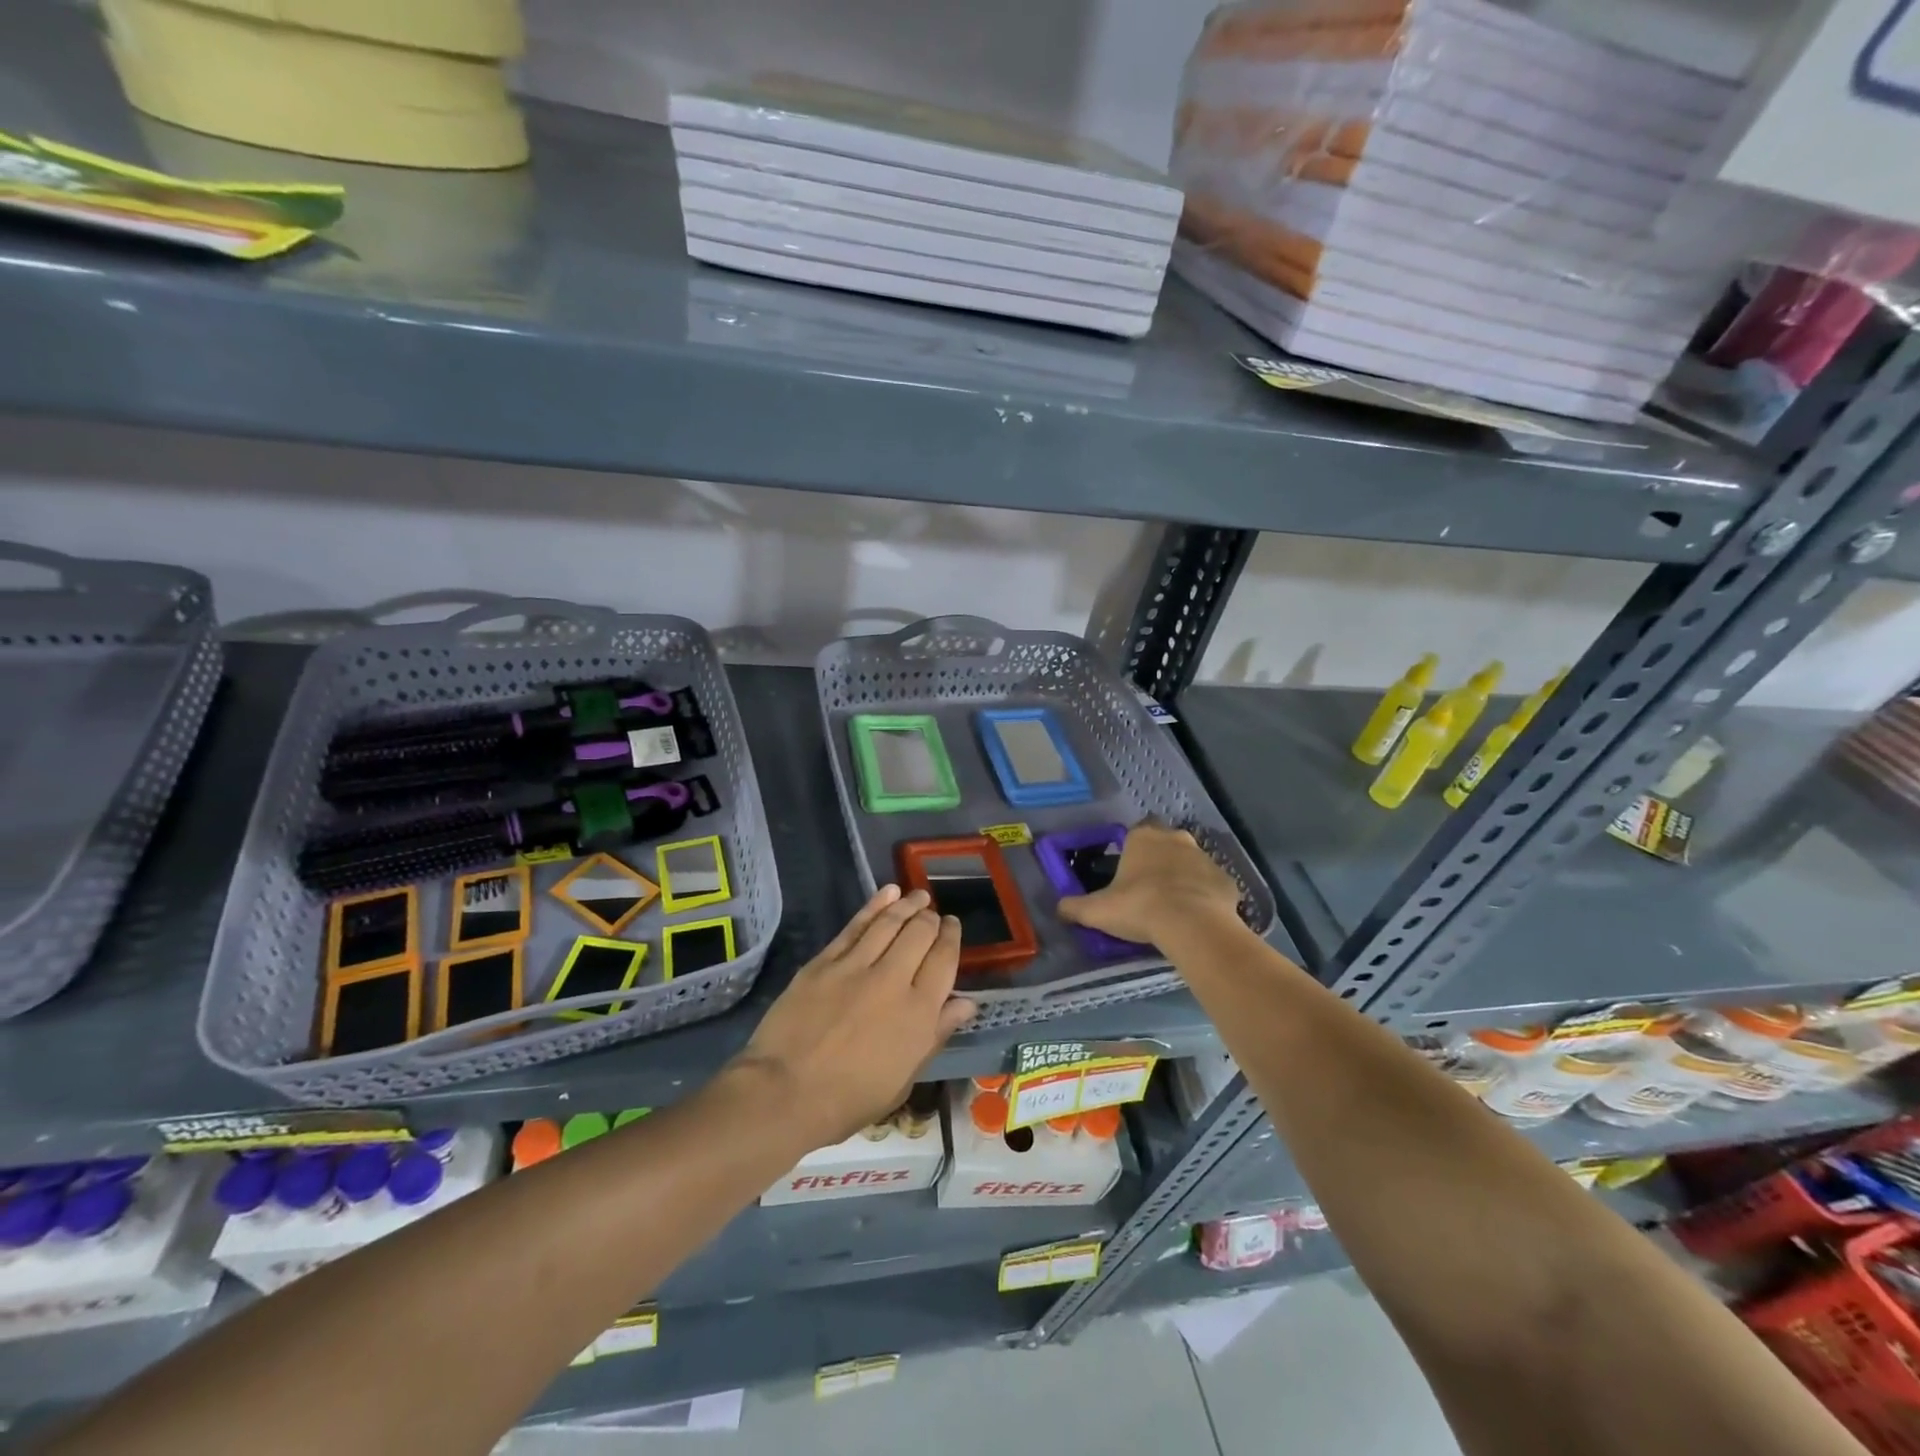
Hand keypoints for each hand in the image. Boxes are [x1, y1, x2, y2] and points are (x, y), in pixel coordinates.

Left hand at [730, 886, 976, 1148]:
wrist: (784, 1093)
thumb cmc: (848, 1100)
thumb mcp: (903, 1080)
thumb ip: (935, 1035)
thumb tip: (966, 1003)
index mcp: (919, 1013)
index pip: (945, 961)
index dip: (952, 938)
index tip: (952, 926)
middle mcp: (894, 980)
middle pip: (920, 934)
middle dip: (931, 919)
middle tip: (933, 913)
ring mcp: (857, 966)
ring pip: (890, 923)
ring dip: (908, 905)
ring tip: (918, 896)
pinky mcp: (825, 961)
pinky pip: (856, 925)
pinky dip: (875, 906)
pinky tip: (887, 893)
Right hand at [1057, 823, 1241, 949]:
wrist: (1193, 925)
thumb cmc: (1140, 907)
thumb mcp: (1097, 910)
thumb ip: (1075, 907)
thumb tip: (1059, 909)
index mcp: (1143, 837)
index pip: (1136, 833)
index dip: (1131, 852)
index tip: (1126, 873)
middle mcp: (1176, 839)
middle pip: (1165, 844)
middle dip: (1158, 861)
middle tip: (1148, 890)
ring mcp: (1205, 858)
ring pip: (1190, 864)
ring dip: (1182, 879)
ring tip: (1172, 908)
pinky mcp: (1227, 880)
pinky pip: (1211, 886)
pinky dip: (1204, 897)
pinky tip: (1196, 918)